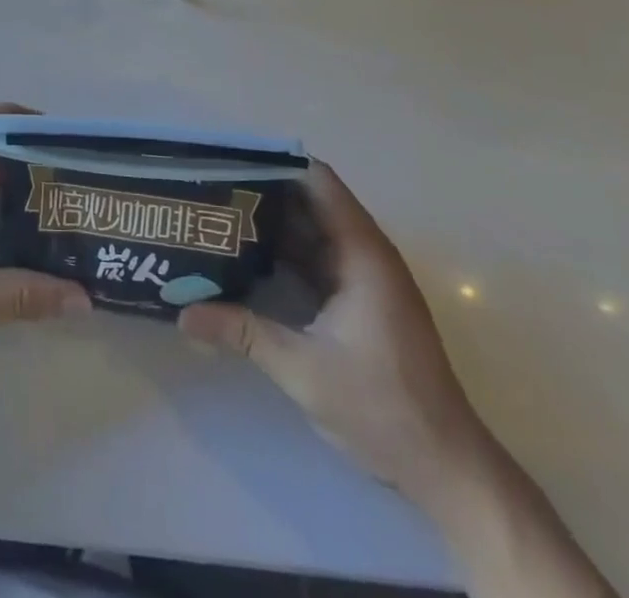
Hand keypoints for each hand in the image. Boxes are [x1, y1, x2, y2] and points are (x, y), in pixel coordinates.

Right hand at [178, 159, 487, 506]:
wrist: (446, 469)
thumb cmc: (383, 407)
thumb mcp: (303, 369)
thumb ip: (242, 333)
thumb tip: (182, 314)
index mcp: (361, 253)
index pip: (318, 182)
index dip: (276, 164)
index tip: (230, 161)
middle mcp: (366, 255)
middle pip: (310, 203)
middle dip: (263, 193)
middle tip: (210, 188)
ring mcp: (365, 279)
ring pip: (312, 233)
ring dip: (271, 225)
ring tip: (218, 216)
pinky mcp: (361, 303)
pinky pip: (317, 261)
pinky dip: (284, 255)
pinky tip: (246, 259)